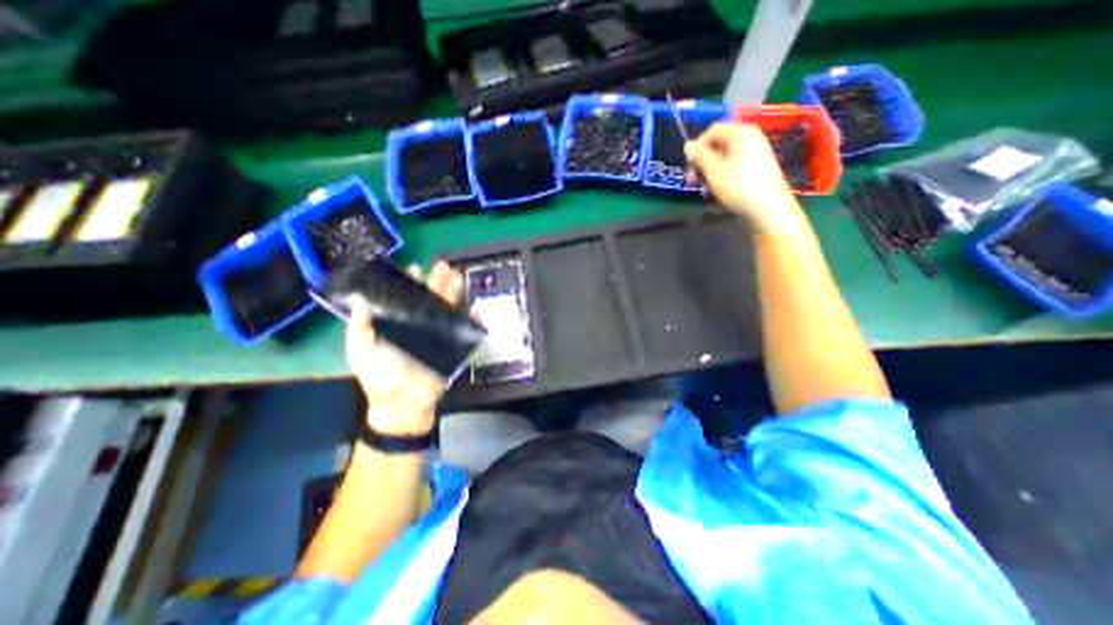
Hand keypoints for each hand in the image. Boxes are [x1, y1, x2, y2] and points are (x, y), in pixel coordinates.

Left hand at [350, 260, 466, 432]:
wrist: (402, 405)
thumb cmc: (380, 378)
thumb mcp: (361, 352)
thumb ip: (359, 329)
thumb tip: (362, 303)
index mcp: (399, 324)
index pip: (407, 299)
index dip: (411, 284)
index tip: (416, 269)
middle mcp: (420, 326)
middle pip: (431, 300)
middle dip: (438, 282)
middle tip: (444, 266)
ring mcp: (438, 336)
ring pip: (448, 310)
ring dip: (455, 294)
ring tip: (458, 277)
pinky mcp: (452, 347)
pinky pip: (464, 332)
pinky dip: (473, 321)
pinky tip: (476, 309)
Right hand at [684, 121, 804, 233]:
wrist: (768, 208)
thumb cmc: (738, 186)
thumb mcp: (713, 170)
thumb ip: (699, 155)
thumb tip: (688, 145)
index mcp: (740, 132)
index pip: (712, 131)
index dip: (697, 147)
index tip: (689, 166)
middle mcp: (750, 136)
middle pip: (718, 143)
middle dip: (702, 161)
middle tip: (694, 181)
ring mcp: (756, 151)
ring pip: (724, 156)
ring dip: (710, 171)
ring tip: (705, 189)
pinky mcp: (758, 166)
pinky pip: (734, 164)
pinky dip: (722, 174)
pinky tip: (718, 190)